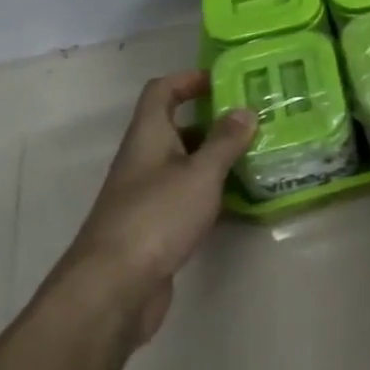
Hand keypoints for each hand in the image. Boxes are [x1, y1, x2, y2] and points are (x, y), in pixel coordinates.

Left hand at [59, 70, 254, 343]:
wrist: (113, 289)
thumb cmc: (157, 217)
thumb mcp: (200, 173)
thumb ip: (225, 141)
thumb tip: (245, 111)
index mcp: (148, 136)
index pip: (162, 91)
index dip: (190, 79)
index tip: (225, 80)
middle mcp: (143, 160)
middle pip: (176, 128)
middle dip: (213, 121)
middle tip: (253, 120)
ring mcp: (147, 196)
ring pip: (184, 165)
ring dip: (215, 159)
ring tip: (256, 156)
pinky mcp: (155, 229)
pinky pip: (187, 198)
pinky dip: (211, 193)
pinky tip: (241, 200)